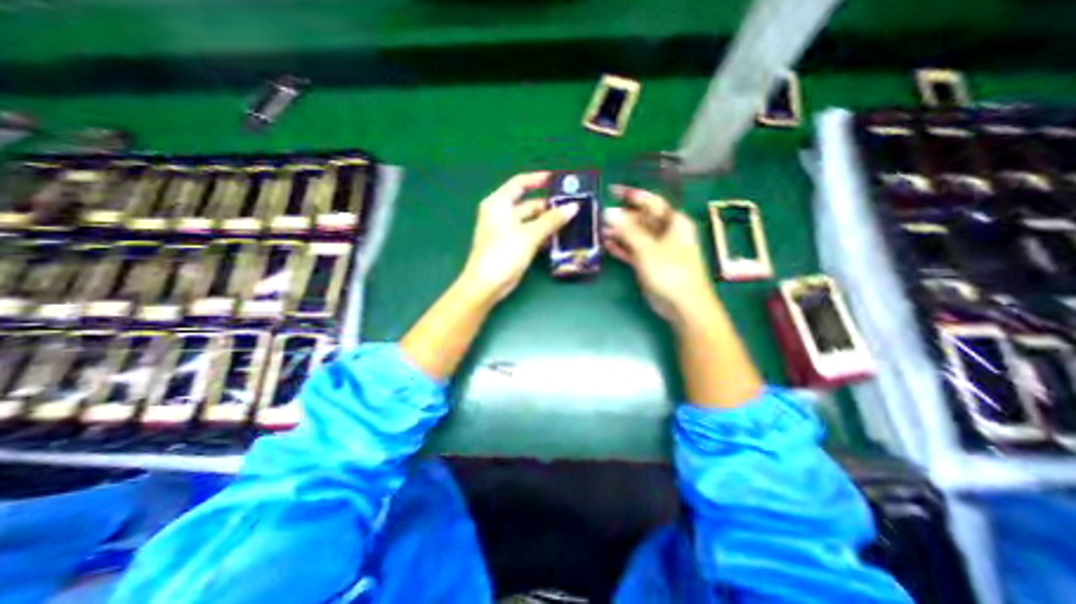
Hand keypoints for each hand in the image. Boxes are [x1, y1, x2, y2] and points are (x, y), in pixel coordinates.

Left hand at [462, 169, 579, 301]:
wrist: (487, 285)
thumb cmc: (503, 254)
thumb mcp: (529, 235)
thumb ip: (551, 220)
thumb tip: (573, 207)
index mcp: (499, 204)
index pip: (519, 183)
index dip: (538, 179)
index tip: (558, 180)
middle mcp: (501, 214)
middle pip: (528, 204)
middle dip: (549, 205)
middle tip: (572, 206)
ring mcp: (507, 231)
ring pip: (531, 221)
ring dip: (548, 222)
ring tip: (571, 221)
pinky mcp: (512, 246)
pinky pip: (530, 234)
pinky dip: (543, 235)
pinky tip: (559, 238)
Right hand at [604, 185, 711, 323]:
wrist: (683, 306)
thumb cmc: (671, 273)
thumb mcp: (648, 249)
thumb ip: (628, 231)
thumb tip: (609, 212)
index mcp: (673, 223)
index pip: (651, 202)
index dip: (632, 195)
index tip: (612, 191)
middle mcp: (666, 233)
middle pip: (642, 219)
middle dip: (622, 217)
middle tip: (601, 216)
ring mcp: (658, 249)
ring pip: (636, 235)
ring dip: (620, 233)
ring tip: (601, 230)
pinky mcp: (650, 263)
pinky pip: (634, 251)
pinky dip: (622, 248)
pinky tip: (608, 245)